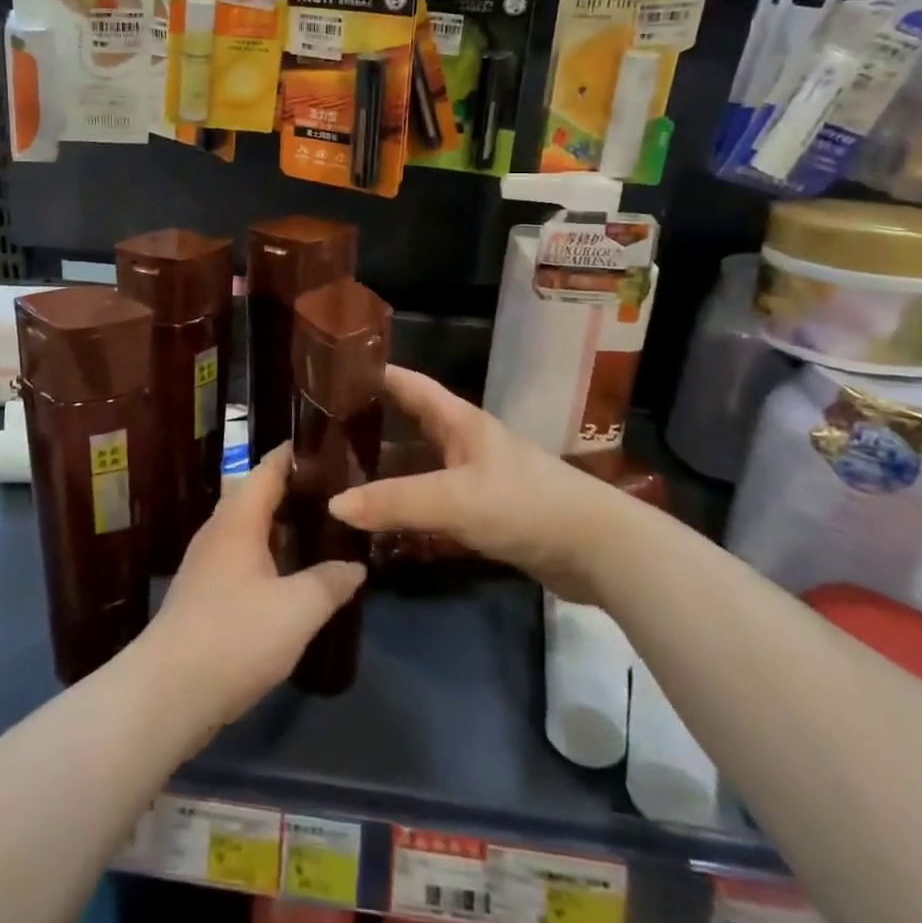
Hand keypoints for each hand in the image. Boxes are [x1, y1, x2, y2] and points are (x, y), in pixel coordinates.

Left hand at [136, 444, 364, 736]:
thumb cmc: (235, 637)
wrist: (168, 691)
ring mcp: (206, 561)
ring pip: (248, 527)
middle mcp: (219, 530)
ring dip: (281, 524)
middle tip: (336, 493)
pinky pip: (241, 554)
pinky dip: (268, 553)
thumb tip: (356, 565)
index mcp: (239, 519)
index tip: (327, 446)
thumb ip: (330, 582)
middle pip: (256, 494)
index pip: (267, 468)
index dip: (294, 454)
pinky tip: (289, 575)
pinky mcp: (203, 592)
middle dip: (293, 490)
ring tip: (320, 530)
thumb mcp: (298, 610)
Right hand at [328, 366, 607, 602]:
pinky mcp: (485, 511)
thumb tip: (333, 505)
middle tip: (325, 429)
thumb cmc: (524, 504)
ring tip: (342, 473)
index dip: (373, 374)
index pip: (408, 384)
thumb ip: (395, 502)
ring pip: (420, 462)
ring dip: (387, 465)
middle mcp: (464, 441)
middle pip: (410, 421)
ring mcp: (476, 476)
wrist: (596, 549)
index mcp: (459, 420)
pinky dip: (407, 501)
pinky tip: (383, 517)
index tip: (331, 373)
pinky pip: (434, 498)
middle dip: (371, 421)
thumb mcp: (454, 499)